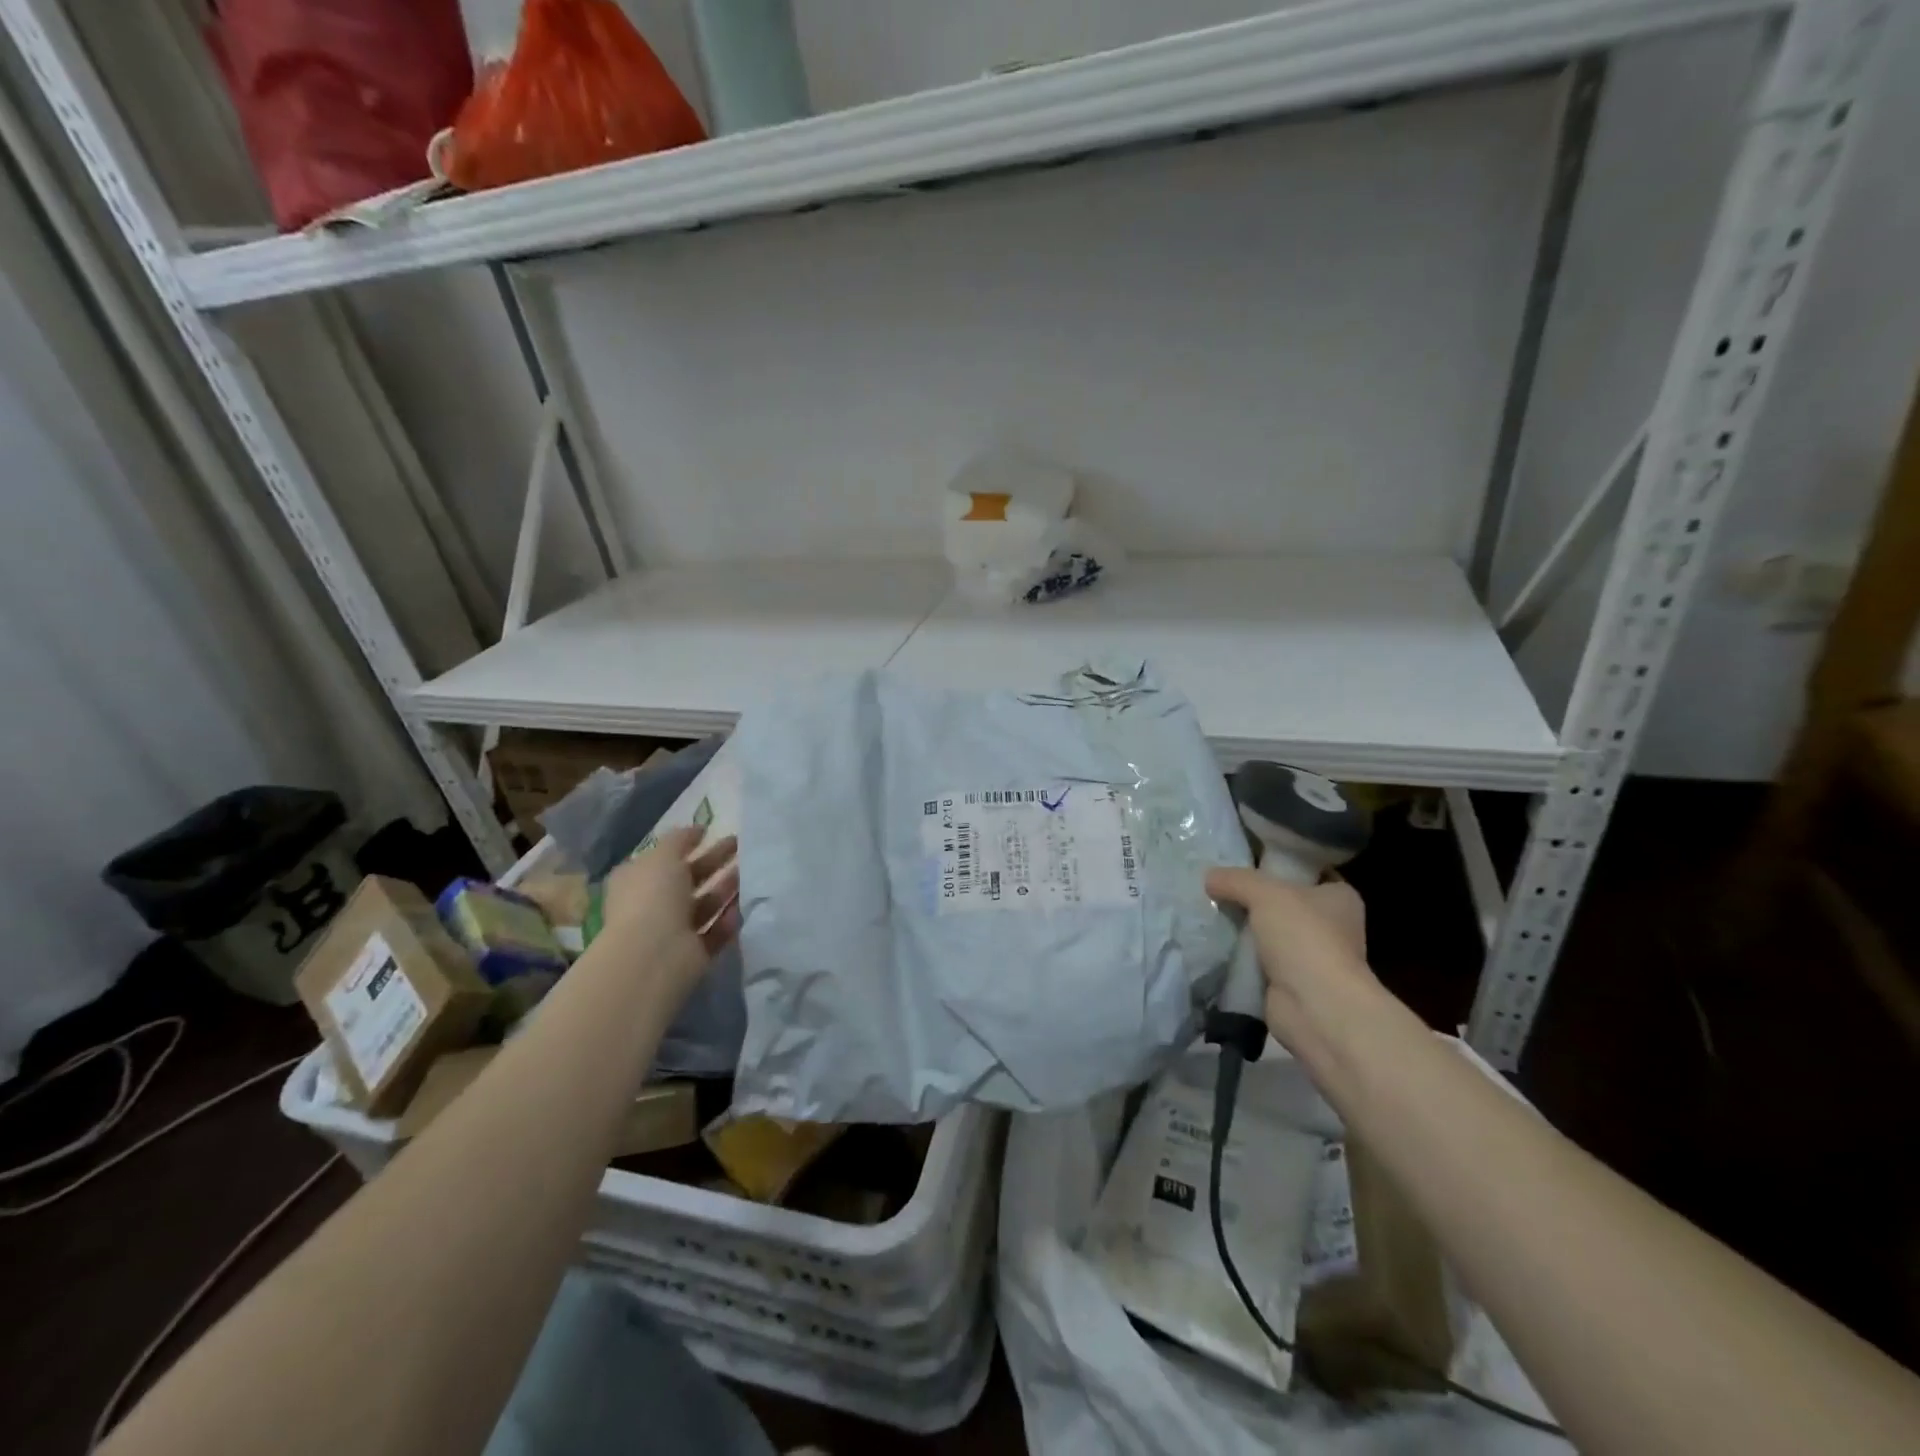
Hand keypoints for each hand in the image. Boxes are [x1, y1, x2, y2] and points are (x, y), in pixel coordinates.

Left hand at [599, 827, 739, 985]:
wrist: (654, 954)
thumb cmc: (653, 896)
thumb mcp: (663, 855)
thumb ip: (680, 839)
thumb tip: (697, 829)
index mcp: (637, 880)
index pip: (663, 858)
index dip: (685, 844)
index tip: (712, 831)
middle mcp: (653, 904)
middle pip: (688, 879)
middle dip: (714, 861)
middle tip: (742, 845)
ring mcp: (673, 930)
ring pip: (705, 904)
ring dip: (727, 888)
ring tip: (752, 871)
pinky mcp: (694, 953)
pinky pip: (716, 931)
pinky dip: (730, 918)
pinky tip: (745, 904)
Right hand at [1205, 868, 1374, 1050]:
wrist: (1316, 1008)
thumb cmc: (1304, 939)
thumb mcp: (1265, 893)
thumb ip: (1235, 879)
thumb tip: (1209, 877)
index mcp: (1339, 897)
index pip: (1306, 870)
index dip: (1276, 863)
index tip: (1242, 860)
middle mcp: (1331, 925)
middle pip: (1283, 902)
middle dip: (1253, 898)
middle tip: (1217, 886)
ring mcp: (1312, 956)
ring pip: (1269, 932)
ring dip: (1245, 929)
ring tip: (1209, 913)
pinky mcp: (1292, 982)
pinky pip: (1259, 960)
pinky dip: (1241, 956)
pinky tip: (1216, 944)